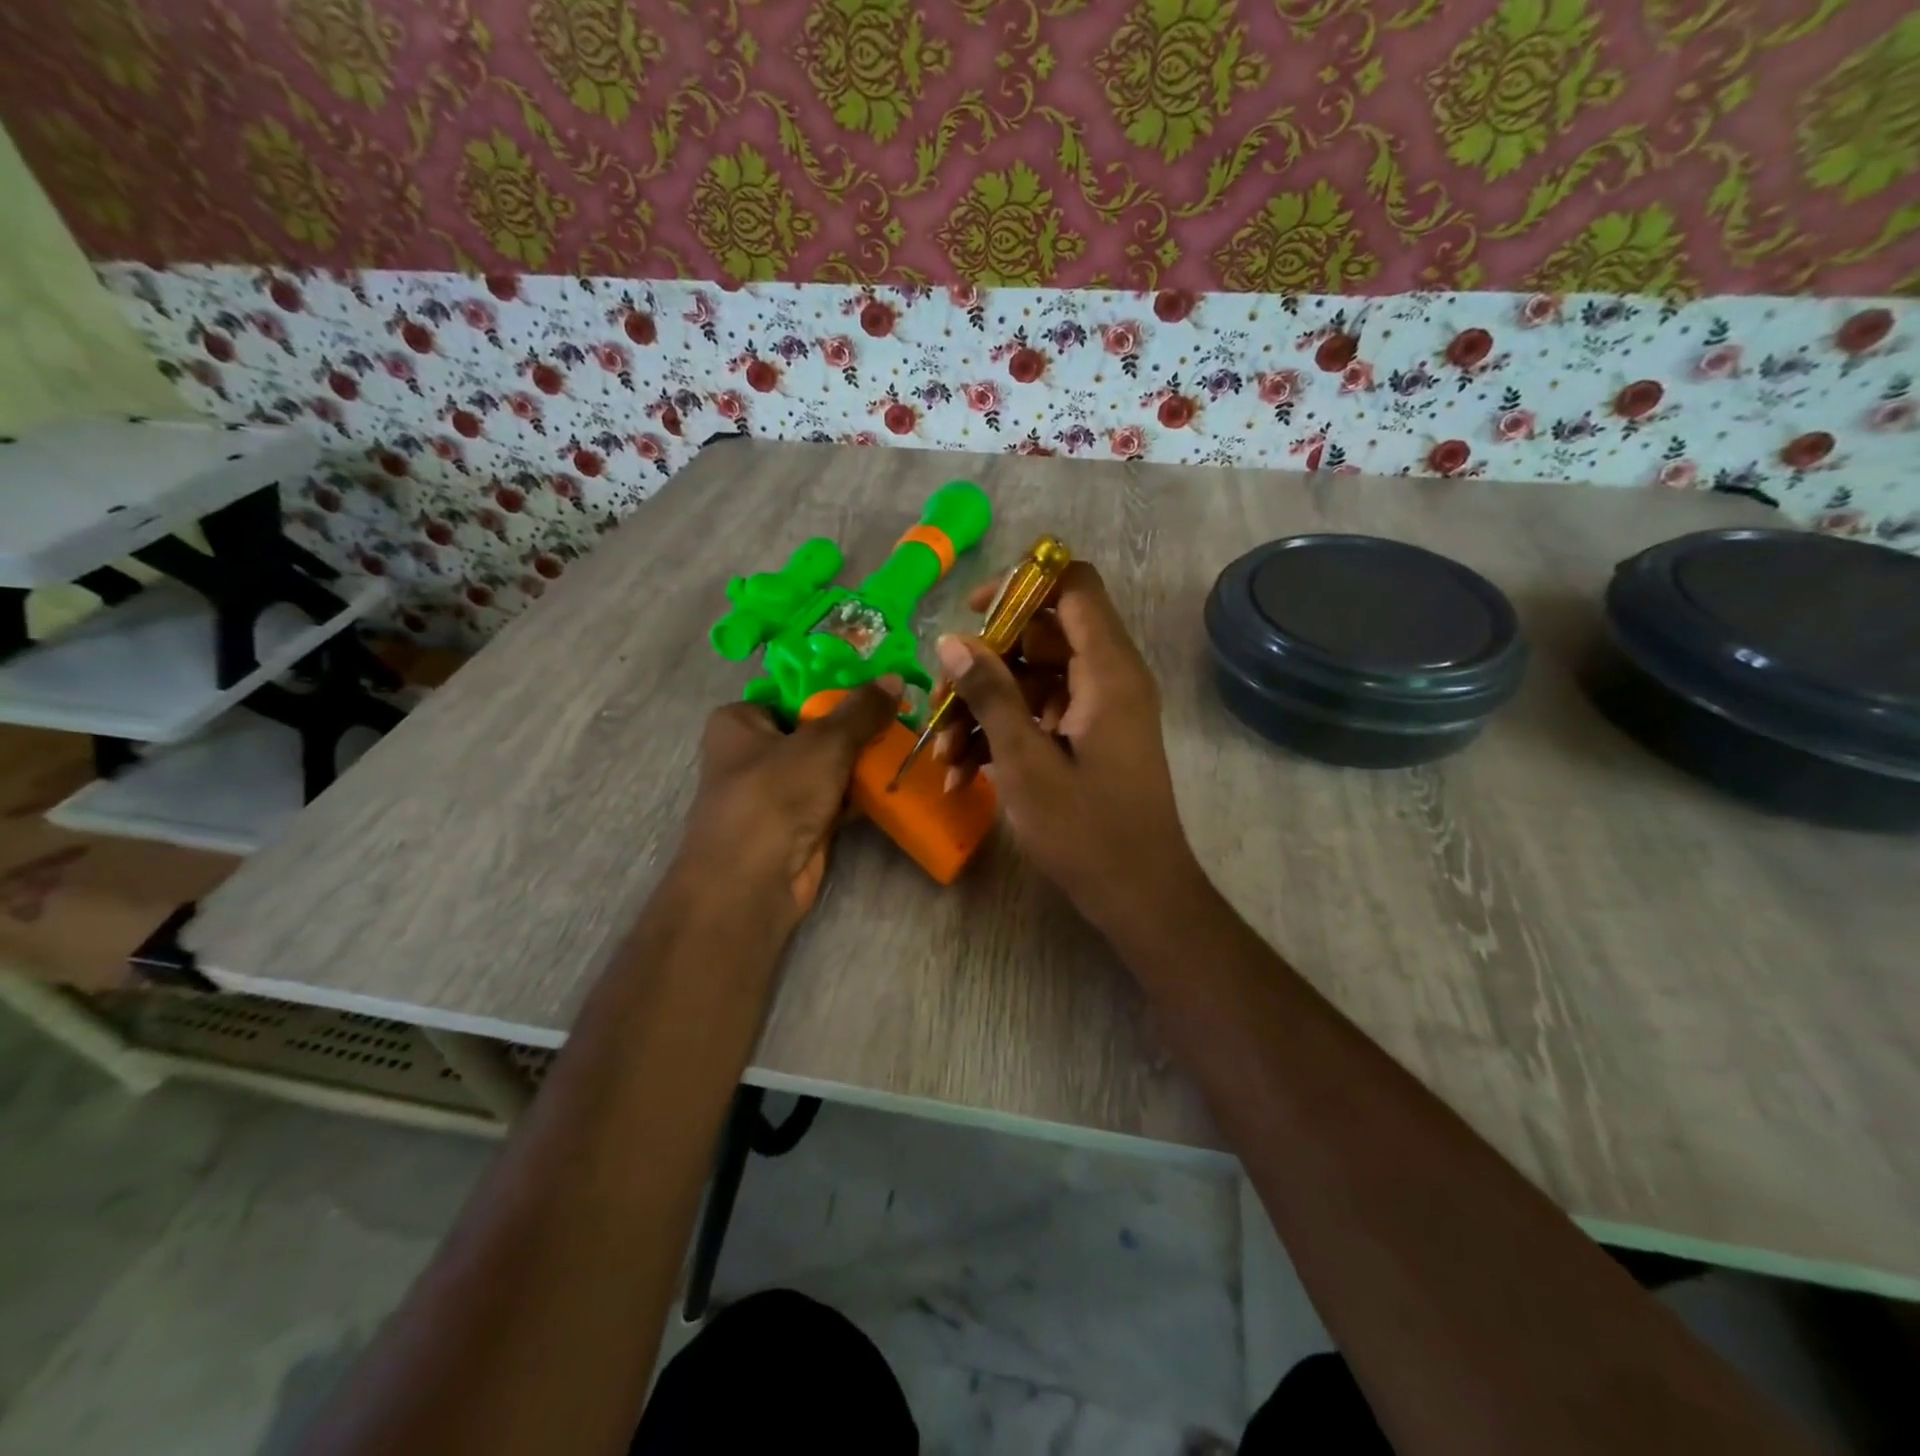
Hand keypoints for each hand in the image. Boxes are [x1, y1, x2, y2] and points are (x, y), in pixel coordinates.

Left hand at [677, 680, 899, 927]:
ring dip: (864, 762)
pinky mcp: (798, 825)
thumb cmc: (775, 796)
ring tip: (909, 743)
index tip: (880, 685)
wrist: (753, 883)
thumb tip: (895, 678)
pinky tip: (897, 781)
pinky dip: (861, 794)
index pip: (794, 692)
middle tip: (903, 714)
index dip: (837, 688)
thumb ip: (861, 711)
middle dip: (858, 727)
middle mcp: (753, 753)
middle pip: (816, 729)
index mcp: (740, 721)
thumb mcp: (824, 742)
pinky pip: (836, 798)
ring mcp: (776, 792)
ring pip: (829, 766)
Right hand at [932, 561, 1204, 939]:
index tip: (972, 613)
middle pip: (1041, 636)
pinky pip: (1041, 716)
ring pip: (1033, 681)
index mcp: (1108, 670)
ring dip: (985, 709)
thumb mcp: (1025, 760)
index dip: (1021, 584)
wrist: (1139, 896)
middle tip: (940, 698)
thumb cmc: (1086, 830)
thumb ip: (990, 693)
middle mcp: (1108, 678)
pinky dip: (1003, 735)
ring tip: (944, 753)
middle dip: (985, 664)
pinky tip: (962, 773)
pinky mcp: (1088, 740)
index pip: (1072, 586)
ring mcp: (1099, 711)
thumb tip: (951, 640)